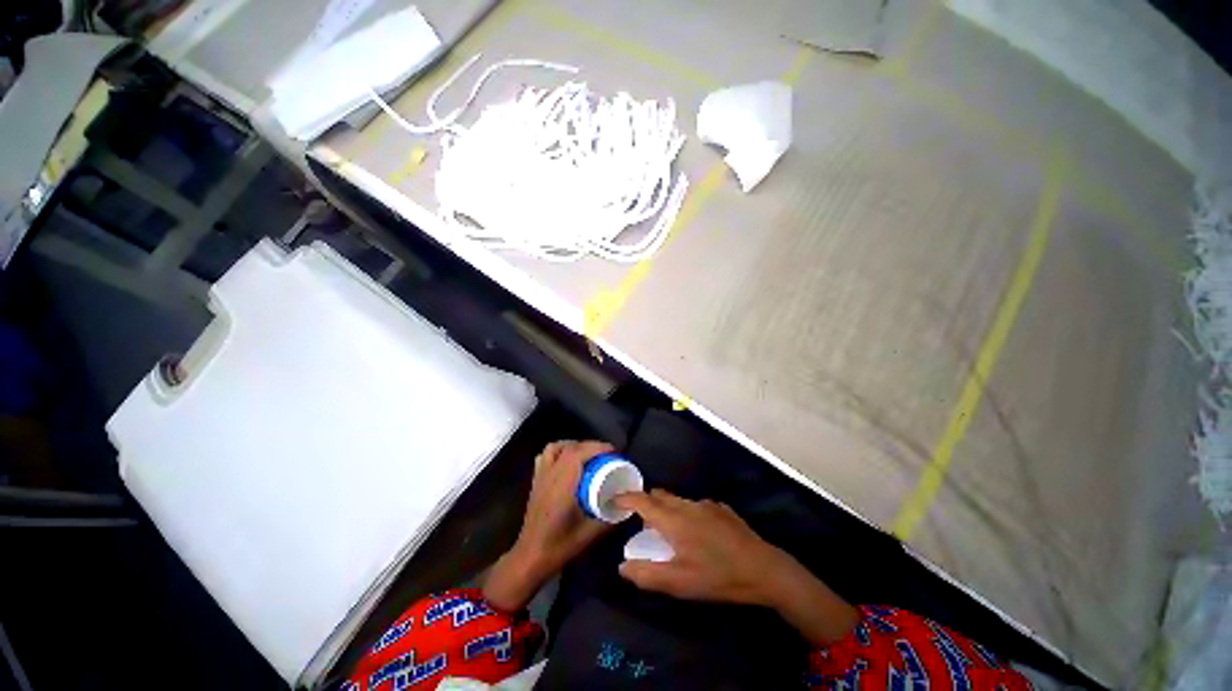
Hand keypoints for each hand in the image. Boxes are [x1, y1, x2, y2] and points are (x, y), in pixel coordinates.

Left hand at [484, 440, 615, 610]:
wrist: (530, 558)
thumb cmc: (559, 547)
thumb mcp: (590, 534)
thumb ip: (609, 517)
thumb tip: (627, 504)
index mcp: (562, 486)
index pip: (578, 454)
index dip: (597, 447)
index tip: (614, 451)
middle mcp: (550, 476)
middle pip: (569, 448)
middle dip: (590, 445)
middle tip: (606, 453)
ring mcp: (540, 477)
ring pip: (554, 448)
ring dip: (573, 445)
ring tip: (587, 453)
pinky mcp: (536, 482)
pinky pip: (545, 456)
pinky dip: (559, 452)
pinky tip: (569, 462)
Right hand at [614, 489, 859, 643]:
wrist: (764, 568)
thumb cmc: (718, 576)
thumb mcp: (680, 583)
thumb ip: (647, 575)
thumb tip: (622, 567)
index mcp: (673, 519)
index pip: (642, 501)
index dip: (626, 498)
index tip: (614, 499)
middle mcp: (687, 504)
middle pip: (659, 496)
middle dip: (646, 503)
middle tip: (640, 520)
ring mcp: (706, 503)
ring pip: (677, 499)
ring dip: (667, 509)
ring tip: (667, 529)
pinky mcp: (721, 508)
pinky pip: (695, 505)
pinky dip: (686, 512)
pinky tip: (697, 532)